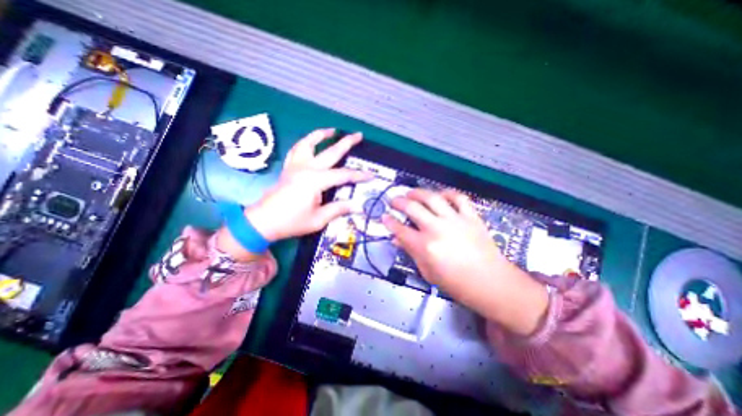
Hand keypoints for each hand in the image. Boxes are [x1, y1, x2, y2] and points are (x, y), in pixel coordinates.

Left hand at [245, 128, 371, 239]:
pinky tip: (311, 142)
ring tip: (332, 130)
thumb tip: (358, 206)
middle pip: (330, 152)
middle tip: (358, 135)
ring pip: (308, 143)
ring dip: (321, 135)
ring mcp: (295, 166)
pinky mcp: (288, 168)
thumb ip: (339, 209)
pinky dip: (305, 143)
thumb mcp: (319, 219)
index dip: (358, 175)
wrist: (263, 222)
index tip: (371, 176)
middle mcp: (306, 168)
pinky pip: (296, 150)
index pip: (343, 175)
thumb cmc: (292, 221)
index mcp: (315, 181)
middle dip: (346, 143)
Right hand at [385, 188, 546, 334]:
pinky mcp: (471, 217)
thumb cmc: (457, 284)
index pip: (400, 230)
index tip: (384, 217)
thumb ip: (411, 252)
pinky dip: (448, 193)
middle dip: (399, 202)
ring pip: (432, 198)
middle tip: (394, 201)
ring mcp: (455, 220)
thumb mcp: (428, 272)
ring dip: (418, 193)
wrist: (491, 283)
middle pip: (412, 208)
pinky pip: (458, 198)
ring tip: (411, 193)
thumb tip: (397, 240)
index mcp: (426, 247)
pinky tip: (440, 195)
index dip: (389, 222)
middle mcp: (437, 229)